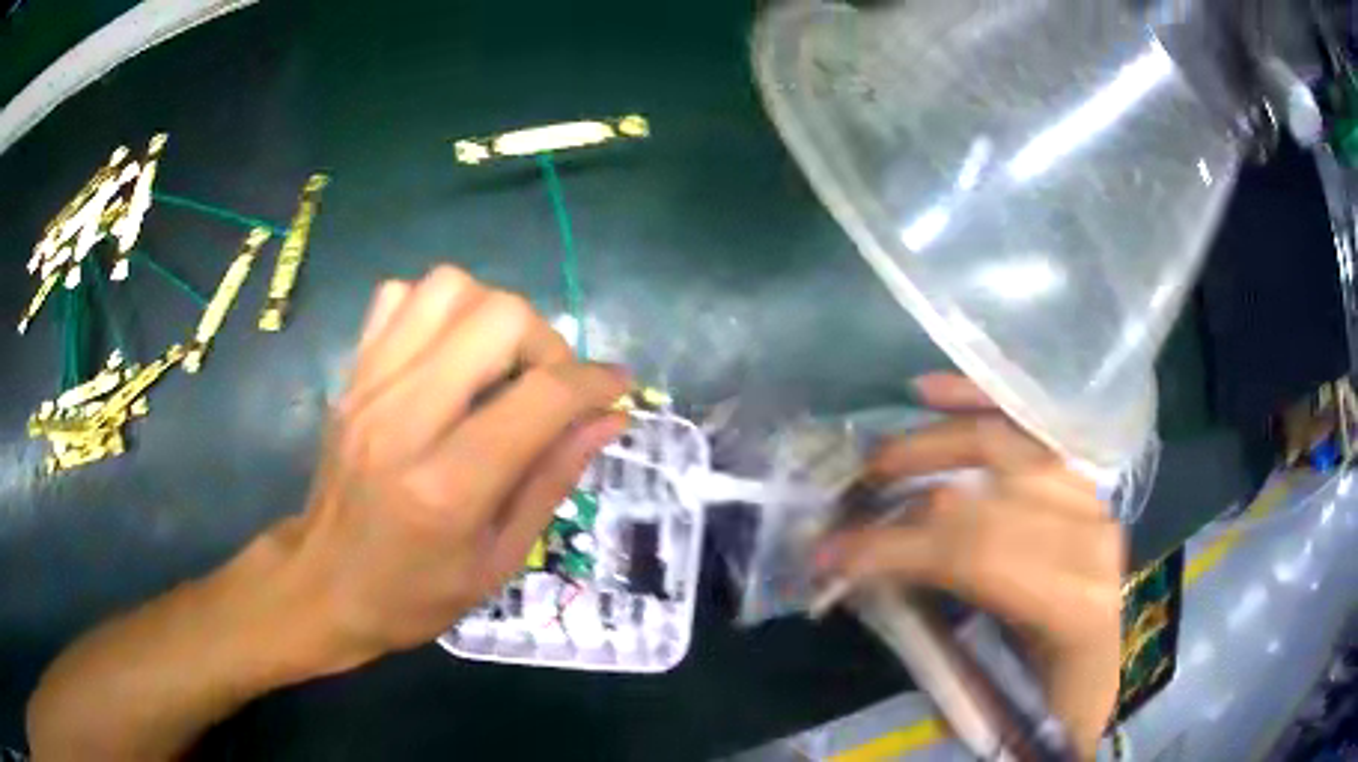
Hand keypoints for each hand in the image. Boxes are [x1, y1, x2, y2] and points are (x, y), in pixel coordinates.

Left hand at [269, 267, 629, 670]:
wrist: (322, 585)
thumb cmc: (414, 594)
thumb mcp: (498, 561)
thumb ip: (552, 480)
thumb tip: (608, 418)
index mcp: (448, 487)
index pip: (541, 396)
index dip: (594, 381)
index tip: (615, 389)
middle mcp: (403, 418)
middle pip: (496, 316)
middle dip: (545, 341)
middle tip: (549, 386)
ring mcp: (369, 386)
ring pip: (448, 287)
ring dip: (492, 315)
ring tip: (500, 365)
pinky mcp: (351, 374)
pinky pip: (398, 297)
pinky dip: (438, 310)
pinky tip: (448, 355)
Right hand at [815, 373, 1124, 757]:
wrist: (1099, 676)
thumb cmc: (1047, 699)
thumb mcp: (992, 691)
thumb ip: (932, 633)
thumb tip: (858, 579)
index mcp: (1076, 606)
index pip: (978, 557)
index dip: (898, 550)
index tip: (833, 555)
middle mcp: (1095, 540)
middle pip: (990, 493)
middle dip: (909, 491)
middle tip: (850, 495)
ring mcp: (1095, 502)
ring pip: (1012, 446)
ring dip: (938, 436)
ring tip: (880, 451)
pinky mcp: (1085, 487)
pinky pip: (1031, 431)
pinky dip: (982, 407)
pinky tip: (936, 395)